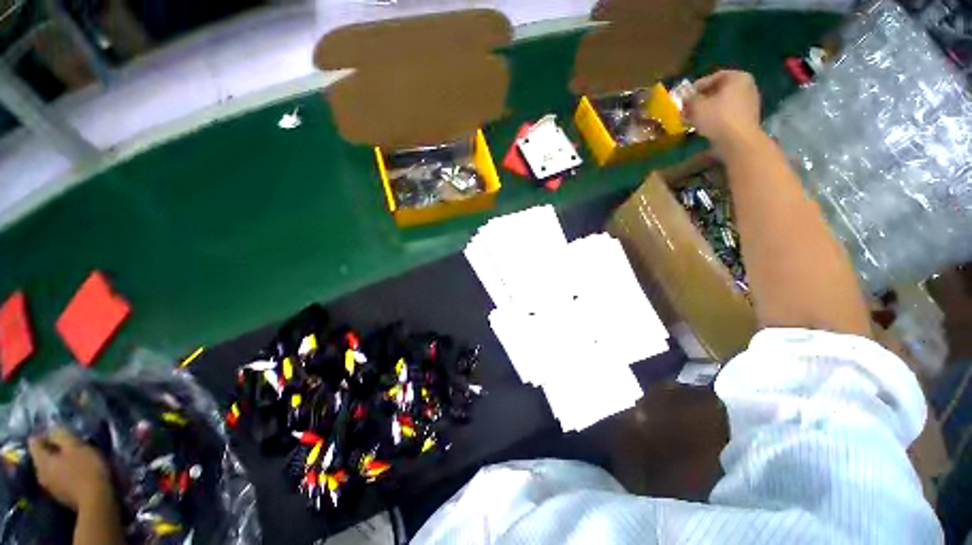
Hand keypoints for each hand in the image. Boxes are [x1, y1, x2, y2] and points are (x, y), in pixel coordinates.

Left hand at [28, 428, 113, 510]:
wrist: (97, 500)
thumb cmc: (87, 469)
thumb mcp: (76, 446)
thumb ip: (61, 434)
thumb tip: (53, 428)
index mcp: (41, 461)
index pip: (35, 440)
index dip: (47, 434)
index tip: (63, 433)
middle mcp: (40, 473)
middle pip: (43, 455)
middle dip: (55, 449)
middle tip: (73, 445)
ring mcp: (50, 487)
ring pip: (51, 468)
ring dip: (61, 462)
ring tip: (78, 459)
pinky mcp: (61, 494)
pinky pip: (59, 478)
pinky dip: (66, 473)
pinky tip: (79, 473)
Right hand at [684, 70, 762, 151]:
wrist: (738, 140)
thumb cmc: (717, 118)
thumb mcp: (697, 106)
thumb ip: (689, 99)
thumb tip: (685, 98)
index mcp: (737, 77)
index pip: (713, 77)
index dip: (697, 87)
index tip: (685, 97)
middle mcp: (747, 86)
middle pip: (719, 90)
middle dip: (702, 99)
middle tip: (687, 109)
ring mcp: (750, 102)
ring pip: (723, 103)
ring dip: (707, 109)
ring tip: (693, 119)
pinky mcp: (747, 118)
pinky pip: (728, 113)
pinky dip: (716, 117)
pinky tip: (705, 126)